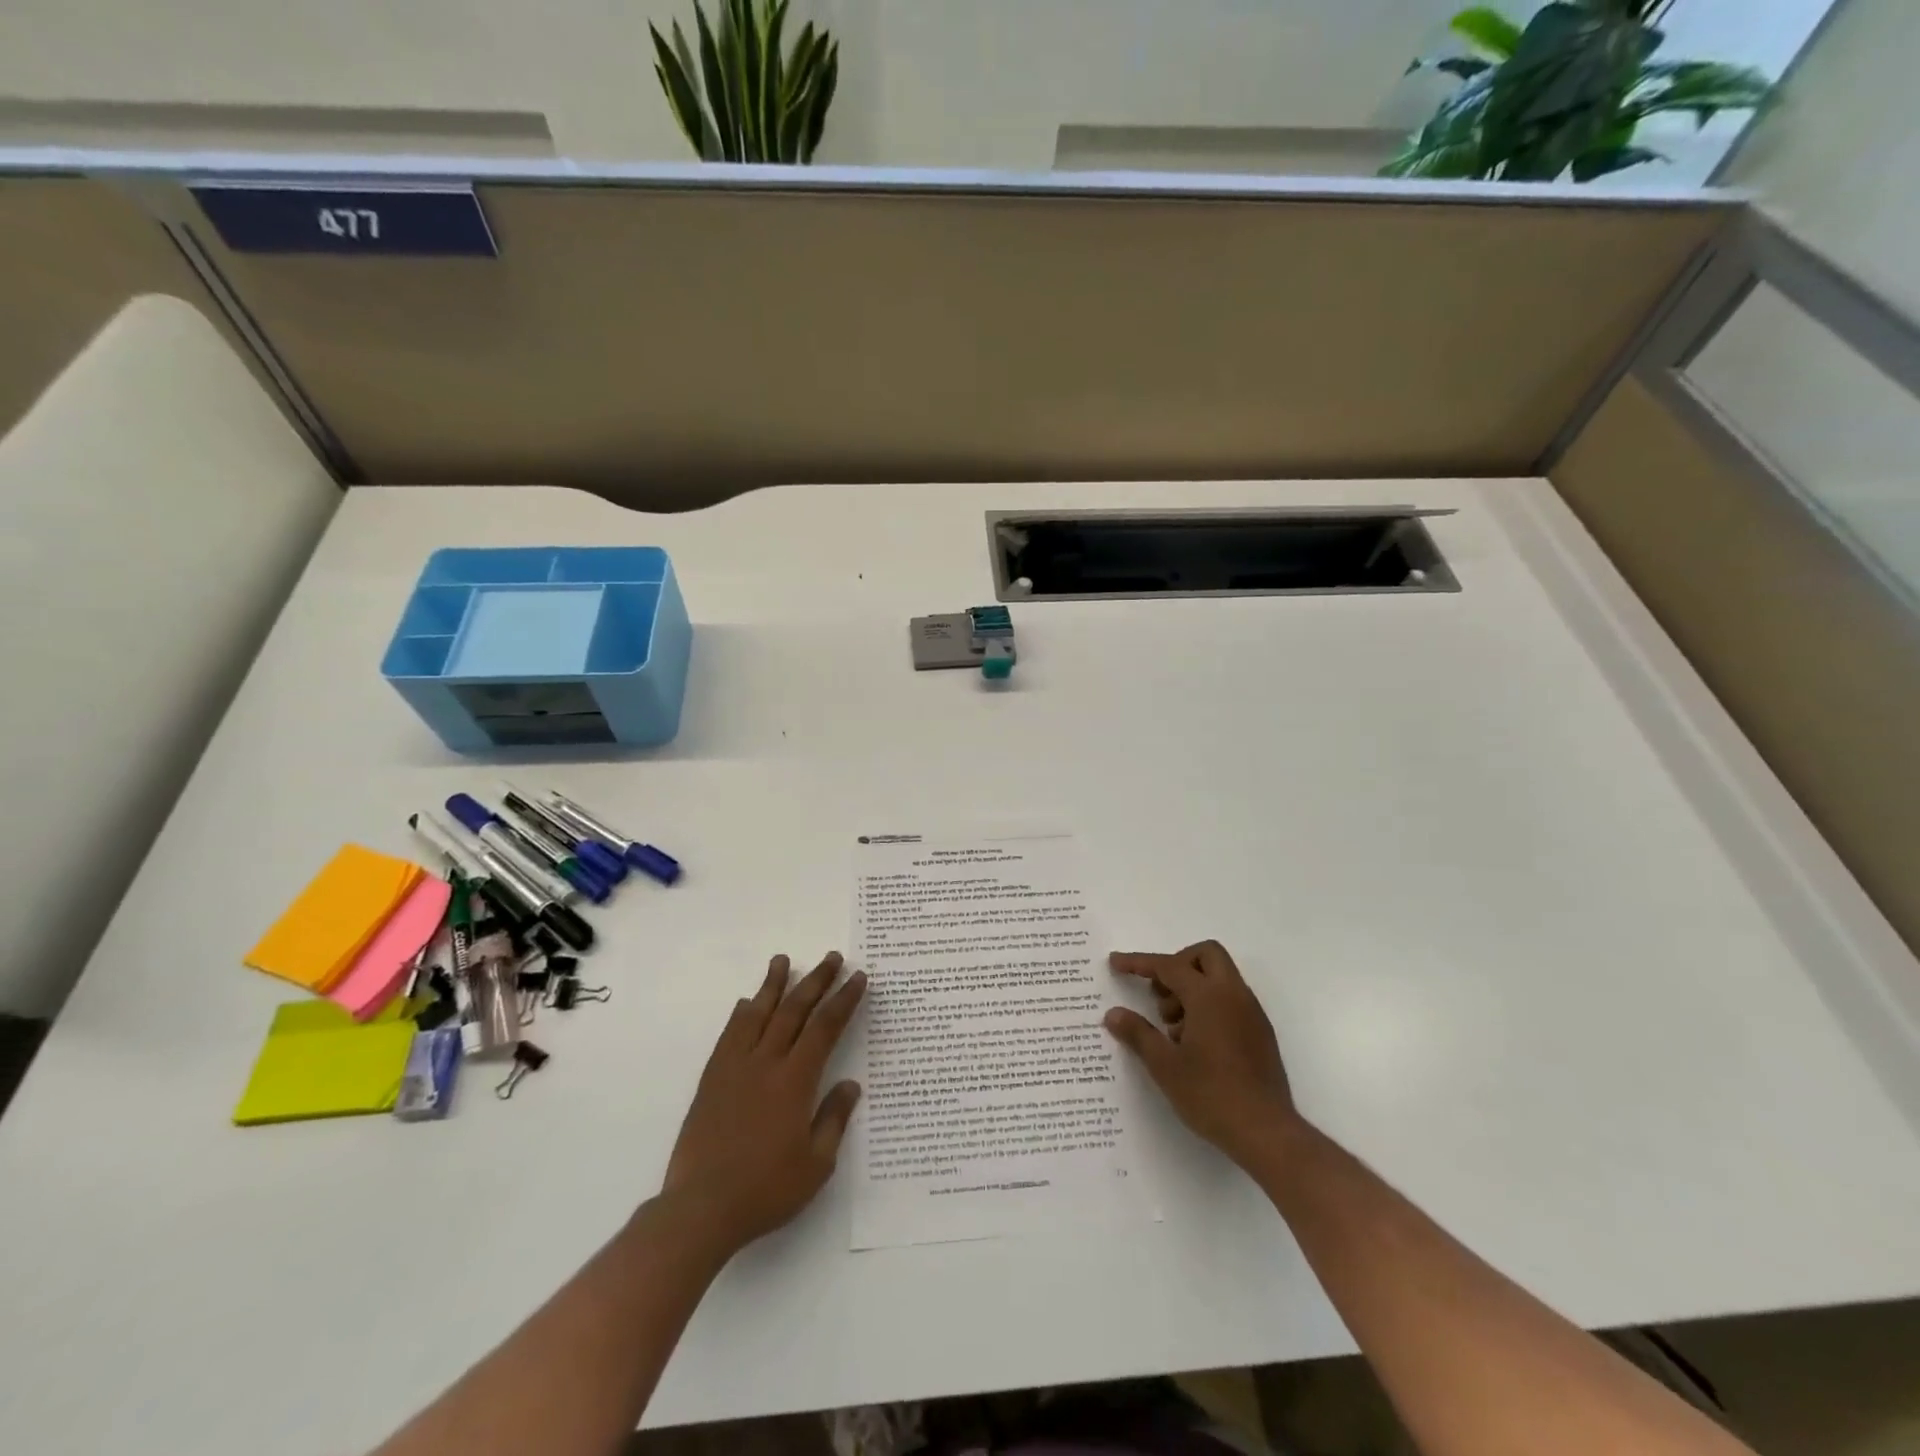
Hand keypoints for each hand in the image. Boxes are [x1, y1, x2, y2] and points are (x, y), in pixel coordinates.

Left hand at [662, 952, 866, 1255]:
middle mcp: (766, 1064)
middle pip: (794, 1010)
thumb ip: (834, 1119)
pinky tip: (747, 1003)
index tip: (857, 978)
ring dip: (774, 984)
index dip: (843, 1000)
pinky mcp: (712, 1080)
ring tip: (783, 960)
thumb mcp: (816, 1164)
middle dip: (816, 981)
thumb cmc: (765, 1190)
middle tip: (831, 957)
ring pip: (758, 1014)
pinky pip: (729, 1035)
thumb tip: (850, 1084)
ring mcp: (735, 1068)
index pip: (825, 1028)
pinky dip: (742, 1014)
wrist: (701, 1209)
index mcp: (795, 1081)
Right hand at [1105, 940, 1301, 1167]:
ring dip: (1192, 988)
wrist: (1266, 1132)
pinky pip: (1230, 1000)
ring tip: (1173, 1029)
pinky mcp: (1260, 1033)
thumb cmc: (1210, 1095)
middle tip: (1159, 995)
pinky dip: (1209, 1006)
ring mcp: (1251, 1013)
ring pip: (1219, 977)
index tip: (1115, 963)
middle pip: (1205, 955)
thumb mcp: (1164, 1065)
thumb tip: (1113, 1014)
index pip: (1169, 966)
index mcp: (1209, 996)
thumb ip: (1138, 1033)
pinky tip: (1194, 1044)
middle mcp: (1234, 995)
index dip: (1139, 962)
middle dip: (1177, 965)